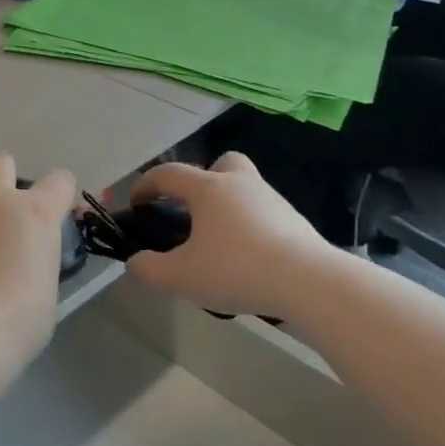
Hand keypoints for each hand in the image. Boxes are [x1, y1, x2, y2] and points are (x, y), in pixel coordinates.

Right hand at [123, 153, 336, 318]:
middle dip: (203, 179)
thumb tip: (135, 262)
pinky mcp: (295, 221)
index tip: (136, 204)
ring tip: (218, 244)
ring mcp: (272, 200)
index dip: (146, 185)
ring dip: (228, 206)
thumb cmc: (237, 270)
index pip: (169, 174)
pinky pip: (264, 214)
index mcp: (208, 189)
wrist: (310, 282)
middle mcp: (240, 184)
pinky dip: (251, 227)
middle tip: (193, 210)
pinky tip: (247, 258)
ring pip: (245, 189)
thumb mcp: (181, 276)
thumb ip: (149, 269)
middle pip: (221, 163)